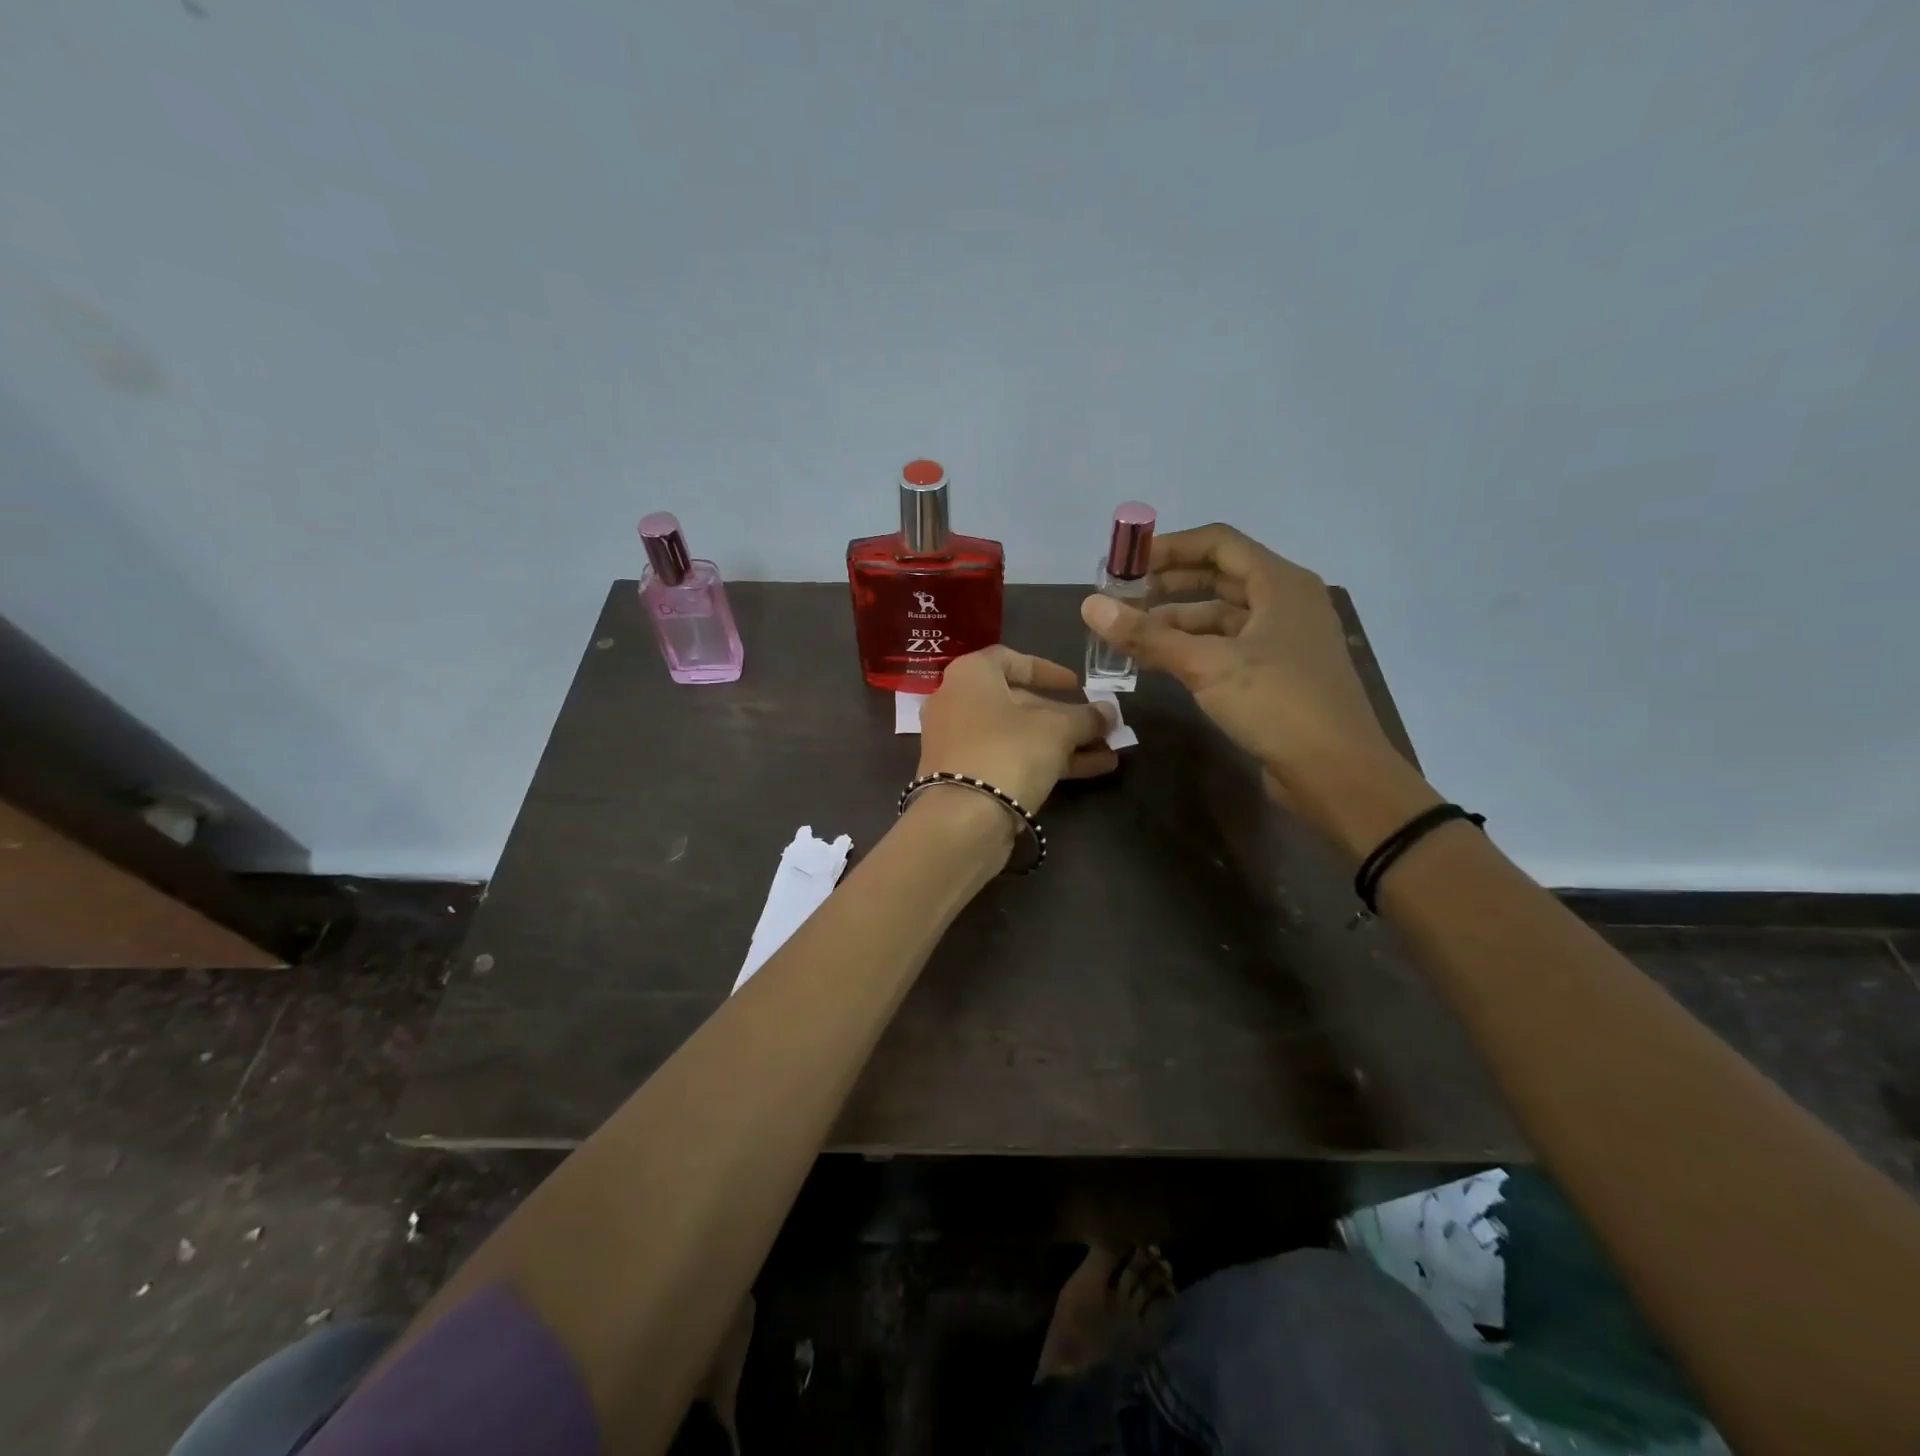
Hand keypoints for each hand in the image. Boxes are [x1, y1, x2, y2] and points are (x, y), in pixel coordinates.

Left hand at [917, 647, 1119, 813]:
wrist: (962, 820)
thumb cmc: (1008, 752)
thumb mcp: (1057, 729)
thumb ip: (1086, 717)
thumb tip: (1109, 712)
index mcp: (971, 675)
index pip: (1011, 659)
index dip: (1047, 670)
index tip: (1076, 685)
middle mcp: (957, 702)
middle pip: (1018, 703)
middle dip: (1065, 716)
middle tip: (1101, 726)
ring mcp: (958, 742)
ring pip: (1018, 736)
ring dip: (1064, 743)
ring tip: (1109, 752)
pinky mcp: (964, 776)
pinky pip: (1009, 759)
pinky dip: (1045, 761)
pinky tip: (1093, 770)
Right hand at [1081, 524, 1427, 841]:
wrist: (1337, 774)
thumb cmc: (1278, 704)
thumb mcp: (1207, 665)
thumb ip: (1148, 635)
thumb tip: (1089, 606)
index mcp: (1280, 584)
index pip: (1218, 543)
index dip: (1169, 547)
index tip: (1126, 563)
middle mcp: (1285, 603)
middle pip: (1218, 578)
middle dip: (1167, 584)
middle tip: (1121, 598)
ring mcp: (1283, 641)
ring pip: (1221, 616)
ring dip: (1176, 621)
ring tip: (1130, 634)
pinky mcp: (1277, 675)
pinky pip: (1227, 647)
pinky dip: (1193, 648)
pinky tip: (1160, 662)